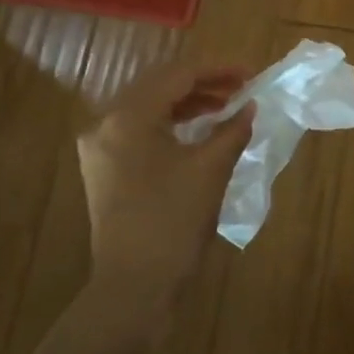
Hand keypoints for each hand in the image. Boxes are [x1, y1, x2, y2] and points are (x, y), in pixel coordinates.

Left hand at [75, 61, 253, 323]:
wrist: (135, 284)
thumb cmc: (173, 221)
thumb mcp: (211, 170)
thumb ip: (232, 130)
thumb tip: (250, 107)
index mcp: (127, 117)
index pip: (177, 75)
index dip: (218, 69)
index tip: (252, 73)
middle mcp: (105, 123)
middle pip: (158, 86)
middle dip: (203, 83)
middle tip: (241, 88)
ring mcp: (101, 148)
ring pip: (149, 108)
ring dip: (188, 103)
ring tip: (226, 107)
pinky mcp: (105, 168)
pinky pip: (141, 130)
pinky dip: (172, 124)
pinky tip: (199, 131)